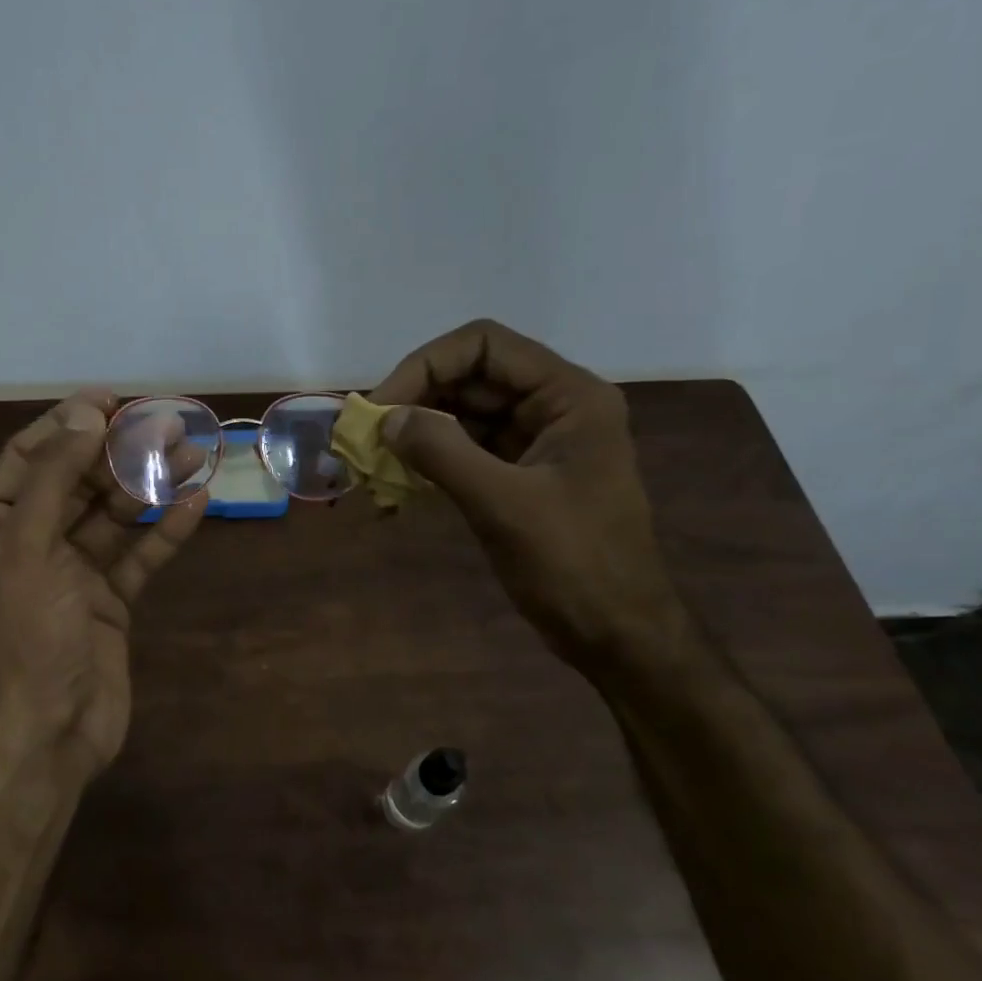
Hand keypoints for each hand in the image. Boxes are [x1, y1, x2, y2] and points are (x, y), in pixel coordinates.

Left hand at [0, 391, 208, 773]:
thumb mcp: (28, 544)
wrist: (52, 728)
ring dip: (150, 486)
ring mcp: (71, 572)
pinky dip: (163, 531)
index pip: (29, 456)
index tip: (112, 399)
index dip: (68, 423)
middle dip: (120, 453)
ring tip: (195, 455)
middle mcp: (28, 541)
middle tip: (169, 426)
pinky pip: (137, 555)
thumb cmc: (27, 631)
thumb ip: (55, 475)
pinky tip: (196, 504)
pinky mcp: (108, 599)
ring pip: (113, 515)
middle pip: (77, 481)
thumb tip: (86, 415)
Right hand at [370, 319, 684, 662]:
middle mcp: (553, 407)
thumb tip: (386, 418)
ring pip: (463, 415)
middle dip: (414, 401)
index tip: (381, 406)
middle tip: (364, 437)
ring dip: (416, 434)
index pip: (485, 346)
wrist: (617, 634)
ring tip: (371, 463)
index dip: (425, 365)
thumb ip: (443, 453)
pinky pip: (466, 452)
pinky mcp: (519, 475)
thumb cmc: (574, 565)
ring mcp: (536, 442)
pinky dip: (429, 463)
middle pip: (470, 378)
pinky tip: (395, 489)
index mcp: (568, 396)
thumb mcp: (504, 505)